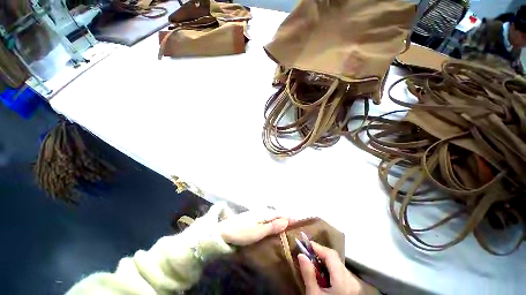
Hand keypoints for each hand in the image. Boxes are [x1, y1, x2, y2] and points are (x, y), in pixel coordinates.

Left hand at [219, 208, 289, 245]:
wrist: (221, 233)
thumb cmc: (241, 233)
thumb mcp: (259, 232)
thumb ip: (273, 227)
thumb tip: (287, 220)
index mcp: (264, 214)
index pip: (281, 214)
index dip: (290, 217)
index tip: (300, 220)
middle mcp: (260, 212)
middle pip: (276, 214)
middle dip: (285, 218)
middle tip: (295, 224)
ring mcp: (253, 215)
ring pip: (269, 216)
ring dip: (278, 220)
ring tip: (285, 226)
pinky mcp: (248, 219)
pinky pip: (264, 219)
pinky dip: (270, 222)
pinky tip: (270, 226)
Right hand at [298, 242, 361, 294]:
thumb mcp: (313, 293)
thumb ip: (309, 275)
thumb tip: (302, 256)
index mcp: (341, 278)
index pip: (332, 256)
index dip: (320, 248)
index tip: (306, 244)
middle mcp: (350, 276)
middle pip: (336, 259)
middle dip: (321, 254)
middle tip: (306, 252)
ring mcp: (352, 280)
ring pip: (339, 265)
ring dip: (326, 261)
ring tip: (311, 263)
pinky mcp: (351, 284)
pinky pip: (341, 272)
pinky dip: (331, 269)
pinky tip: (322, 274)